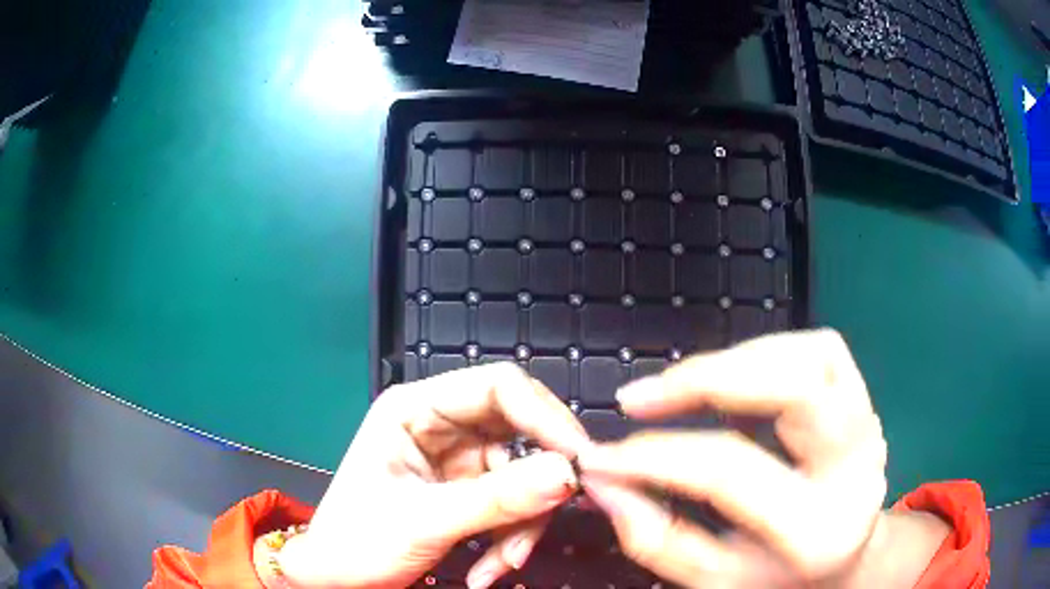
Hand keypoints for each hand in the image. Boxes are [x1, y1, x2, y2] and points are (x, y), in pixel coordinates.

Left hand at [277, 363, 589, 588]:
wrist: (339, 580)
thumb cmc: (359, 542)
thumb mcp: (425, 521)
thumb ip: (498, 499)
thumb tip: (569, 474)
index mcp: (415, 408)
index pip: (498, 387)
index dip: (546, 416)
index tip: (580, 460)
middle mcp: (441, 425)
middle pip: (519, 432)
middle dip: (538, 481)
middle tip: (557, 514)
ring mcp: (458, 461)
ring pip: (523, 475)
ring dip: (523, 524)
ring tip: (504, 563)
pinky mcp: (468, 492)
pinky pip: (513, 504)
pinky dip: (512, 537)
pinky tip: (492, 568)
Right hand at [579, 329, 890, 586]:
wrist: (848, 560)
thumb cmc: (781, 577)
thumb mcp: (717, 582)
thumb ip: (658, 541)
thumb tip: (605, 485)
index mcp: (818, 529)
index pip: (731, 472)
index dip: (655, 457)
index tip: (600, 457)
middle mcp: (857, 465)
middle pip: (798, 384)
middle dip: (708, 378)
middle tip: (639, 399)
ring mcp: (868, 423)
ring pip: (812, 353)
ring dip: (737, 360)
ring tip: (680, 388)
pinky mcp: (863, 398)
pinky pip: (820, 348)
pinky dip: (767, 353)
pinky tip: (733, 379)